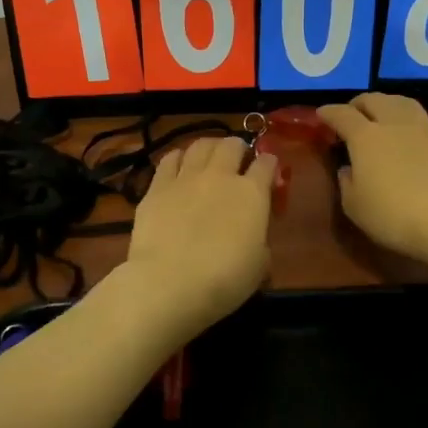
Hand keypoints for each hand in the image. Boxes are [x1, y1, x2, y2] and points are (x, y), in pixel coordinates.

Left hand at [120, 135, 273, 340]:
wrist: (170, 282)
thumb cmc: (224, 280)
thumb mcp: (259, 264)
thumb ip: (259, 239)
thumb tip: (252, 234)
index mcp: (252, 193)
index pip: (267, 164)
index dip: (270, 165)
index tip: (269, 174)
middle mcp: (220, 176)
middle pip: (232, 144)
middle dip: (238, 149)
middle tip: (238, 163)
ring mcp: (186, 178)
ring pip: (201, 144)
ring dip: (209, 148)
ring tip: (209, 159)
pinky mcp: (156, 187)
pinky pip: (169, 159)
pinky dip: (178, 158)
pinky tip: (179, 166)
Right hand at [318, 94, 427, 273]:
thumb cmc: (395, 216)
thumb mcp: (355, 207)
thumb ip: (347, 183)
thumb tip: (349, 168)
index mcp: (366, 137)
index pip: (342, 115)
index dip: (329, 112)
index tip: (321, 114)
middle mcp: (394, 124)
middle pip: (374, 99)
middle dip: (358, 103)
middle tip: (351, 113)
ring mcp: (424, 129)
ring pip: (401, 102)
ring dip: (386, 103)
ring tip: (381, 114)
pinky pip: (421, 119)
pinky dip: (408, 119)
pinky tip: (409, 134)